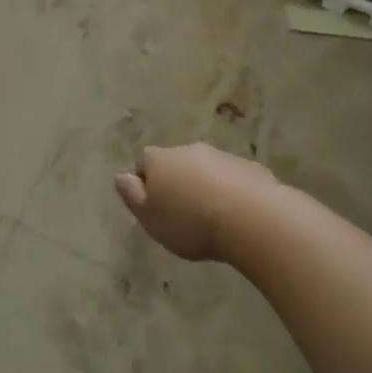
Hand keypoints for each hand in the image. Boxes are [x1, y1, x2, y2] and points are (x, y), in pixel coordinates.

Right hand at [113, 143, 275, 262]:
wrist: (251, 218)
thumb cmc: (190, 222)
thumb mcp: (150, 218)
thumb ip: (131, 195)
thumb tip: (120, 176)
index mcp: (160, 160)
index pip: (144, 163)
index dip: (147, 183)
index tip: (154, 207)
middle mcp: (188, 150)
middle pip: (176, 163)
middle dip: (178, 182)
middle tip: (183, 214)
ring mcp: (222, 156)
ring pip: (206, 169)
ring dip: (205, 186)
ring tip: (212, 218)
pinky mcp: (250, 168)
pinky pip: (234, 179)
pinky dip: (232, 192)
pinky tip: (237, 217)